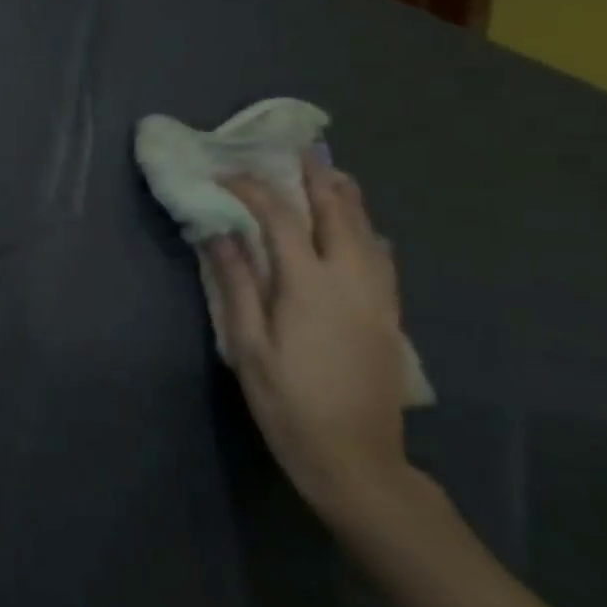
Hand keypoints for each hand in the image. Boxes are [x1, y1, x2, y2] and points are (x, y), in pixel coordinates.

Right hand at [205, 156, 414, 520]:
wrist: (355, 456)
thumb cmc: (287, 400)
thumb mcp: (247, 344)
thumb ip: (236, 283)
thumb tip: (218, 233)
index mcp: (308, 284)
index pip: (279, 219)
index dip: (251, 190)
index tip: (225, 175)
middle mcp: (350, 279)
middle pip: (337, 213)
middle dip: (315, 178)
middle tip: (298, 150)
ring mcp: (376, 297)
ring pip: (367, 231)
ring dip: (346, 198)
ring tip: (329, 173)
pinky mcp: (388, 315)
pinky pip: (381, 257)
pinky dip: (366, 229)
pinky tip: (359, 229)